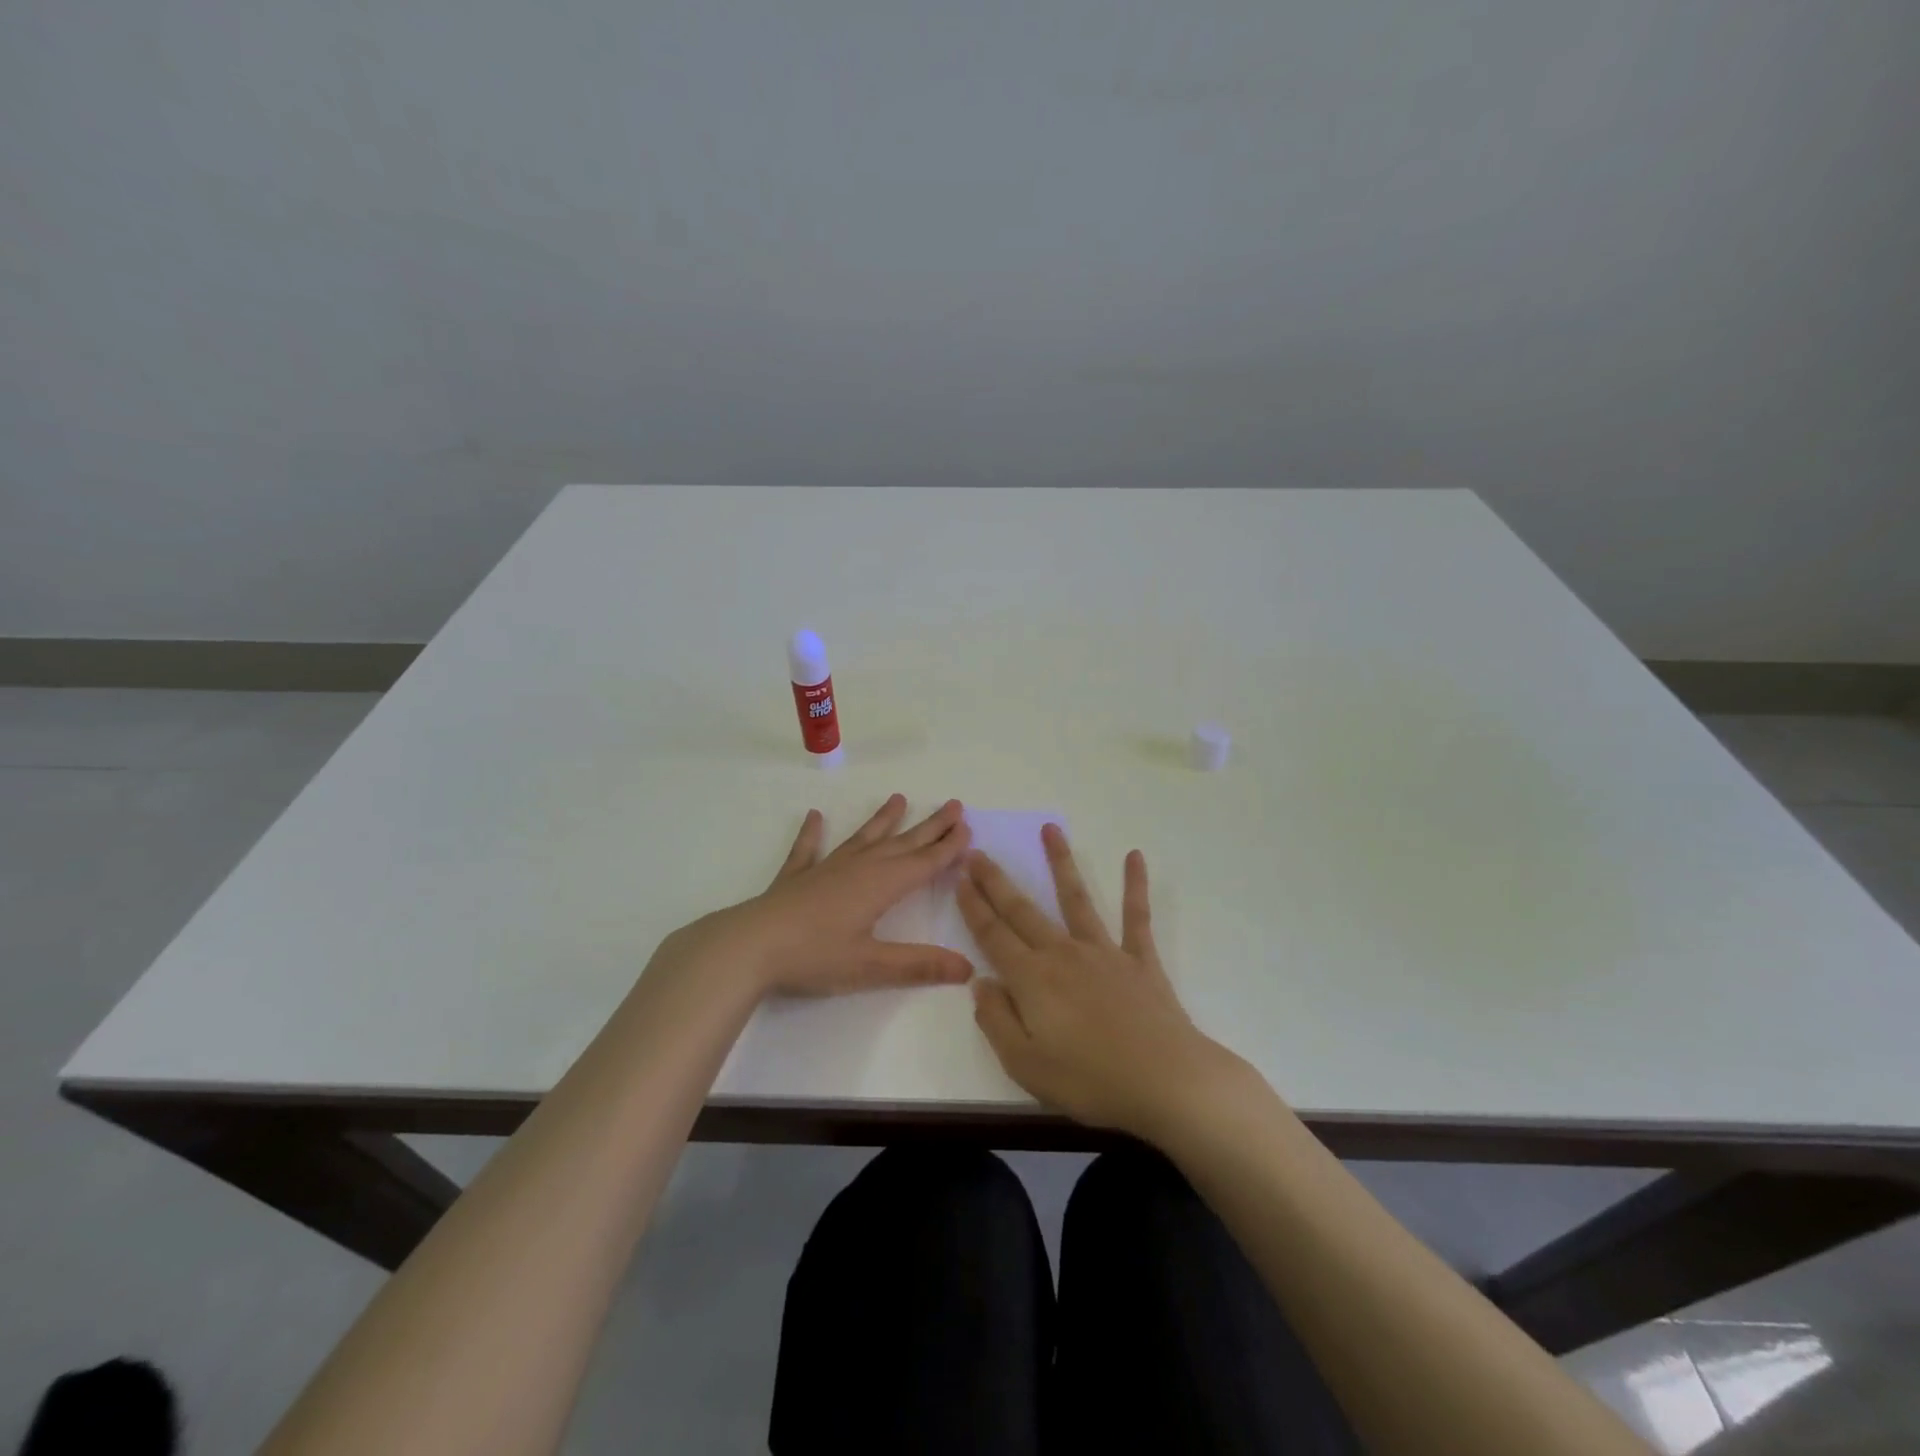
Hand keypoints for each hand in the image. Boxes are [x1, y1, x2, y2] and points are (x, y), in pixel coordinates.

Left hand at [669, 794, 974, 997]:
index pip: (924, 862)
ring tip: (898, 798)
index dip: (948, 847)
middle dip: (930, 826)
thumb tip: (967, 967)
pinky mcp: (796, 878)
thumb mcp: (871, 965)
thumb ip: (919, 965)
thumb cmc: (815, 956)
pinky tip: (814, 817)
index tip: (967, 827)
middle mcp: (859, 868)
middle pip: (902, 843)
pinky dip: (812, 833)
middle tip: (953, 805)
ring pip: (863, 838)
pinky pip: (809, 849)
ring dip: (882, 820)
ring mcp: (826, 869)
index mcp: (881, 885)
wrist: (750, 946)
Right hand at [959, 825, 1239, 1139]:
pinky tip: (1135, 856)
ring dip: (1061, 862)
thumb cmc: (1090, 1080)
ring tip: (1050, 829)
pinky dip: (1135, 886)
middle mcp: (1063, 953)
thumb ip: (996, 1020)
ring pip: (1076, 898)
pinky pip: (1136, 916)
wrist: (1166, 1081)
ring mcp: (1104, 952)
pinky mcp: (1139, 960)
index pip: (993, 935)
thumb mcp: (1024, 1064)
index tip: (960, 877)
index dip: (973, 906)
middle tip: (978, 851)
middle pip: (1023, 910)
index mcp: (1032, 979)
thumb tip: (980, 982)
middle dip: (997, 880)